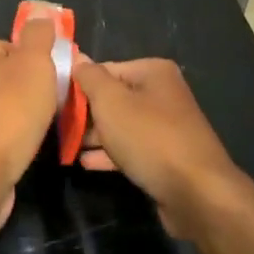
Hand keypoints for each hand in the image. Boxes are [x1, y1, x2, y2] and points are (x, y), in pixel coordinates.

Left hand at [0, 21, 60, 232]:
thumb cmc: (9, 111)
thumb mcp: (35, 62)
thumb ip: (39, 35)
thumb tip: (41, 16)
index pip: (12, 46)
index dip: (37, 61)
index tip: (55, 79)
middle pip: (6, 77)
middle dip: (29, 91)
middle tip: (52, 106)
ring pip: (0, 107)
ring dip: (20, 118)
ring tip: (40, 132)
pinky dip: (9, 141)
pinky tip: (23, 152)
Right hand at [70, 58, 244, 234]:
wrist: (197, 194)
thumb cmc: (149, 137)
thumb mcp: (111, 101)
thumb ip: (90, 78)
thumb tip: (77, 59)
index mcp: (153, 72)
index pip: (105, 69)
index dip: (79, 84)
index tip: (56, 102)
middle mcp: (162, 94)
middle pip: (114, 97)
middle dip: (87, 113)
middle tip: (59, 126)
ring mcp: (166, 127)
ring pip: (121, 125)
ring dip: (95, 135)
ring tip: (67, 146)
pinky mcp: (166, 157)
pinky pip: (131, 149)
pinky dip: (110, 153)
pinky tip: (86, 163)